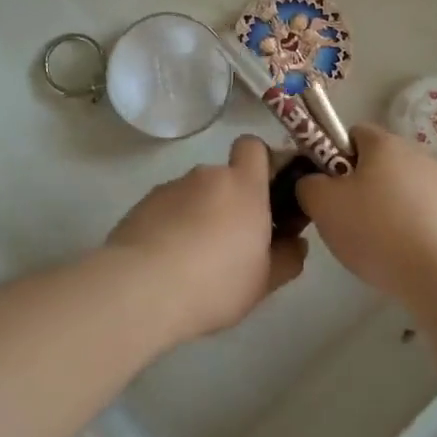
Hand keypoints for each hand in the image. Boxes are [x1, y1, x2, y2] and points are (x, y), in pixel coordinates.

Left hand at [107, 135, 306, 338]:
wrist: (142, 290)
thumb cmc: (216, 282)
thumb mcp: (264, 281)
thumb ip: (287, 257)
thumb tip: (295, 242)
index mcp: (243, 185)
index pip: (254, 146)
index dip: (262, 163)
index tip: (266, 195)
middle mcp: (206, 176)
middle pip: (224, 177)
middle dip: (231, 202)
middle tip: (233, 243)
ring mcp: (170, 188)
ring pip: (195, 195)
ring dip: (200, 215)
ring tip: (194, 260)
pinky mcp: (141, 204)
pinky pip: (168, 209)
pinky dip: (172, 226)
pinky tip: (168, 262)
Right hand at [295, 125, 436, 303]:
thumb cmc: (377, 231)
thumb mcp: (322, 204)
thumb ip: (308, 184)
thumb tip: (315, 182)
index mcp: (386, 143)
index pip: (352, 133)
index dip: (332, 156)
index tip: (326, 188)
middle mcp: (418, 154)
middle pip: (377, 162)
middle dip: (357, 186)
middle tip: (343, 218)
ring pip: (398, 190)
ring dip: (382, 209)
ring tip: (372, 244)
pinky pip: (419, 214)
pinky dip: (405, 229)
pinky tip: (398, 256)